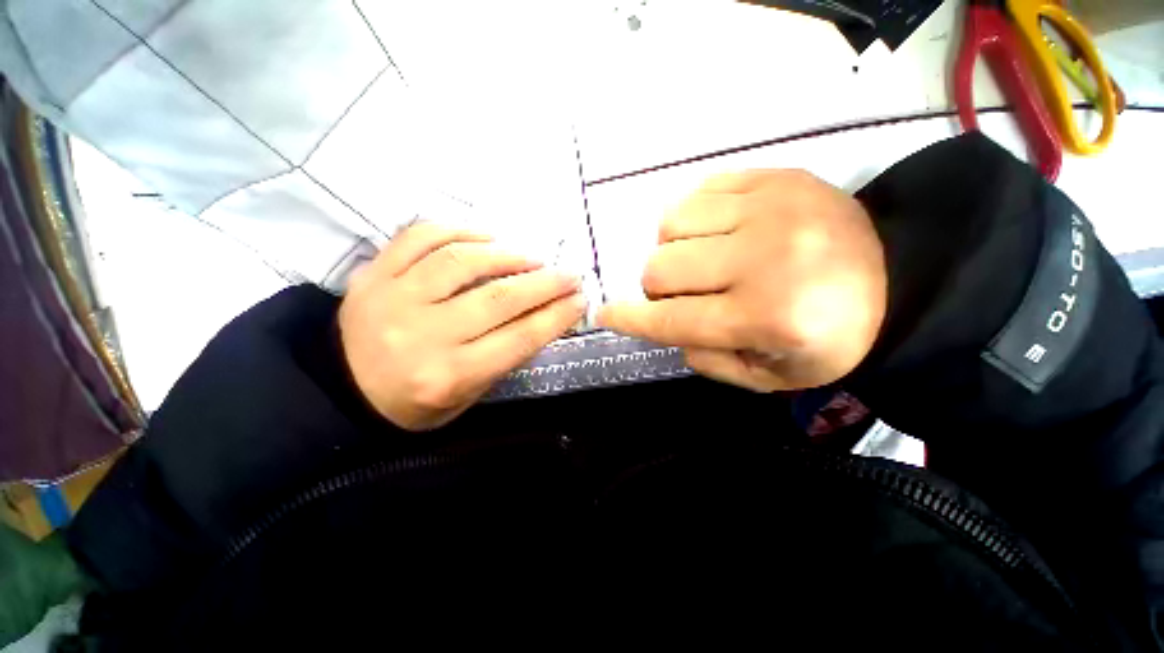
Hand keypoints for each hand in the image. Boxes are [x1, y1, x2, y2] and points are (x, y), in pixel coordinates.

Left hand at [339, 223, 585, 429]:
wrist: (339, 390)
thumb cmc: (411, 402)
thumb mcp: (467, 397)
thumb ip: (505, 357)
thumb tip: (543, 318)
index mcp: (448, 375)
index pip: (518, 339)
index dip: (556, 316)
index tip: (580, 300)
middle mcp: (423, 334)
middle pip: (498, 299)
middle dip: (545, 284)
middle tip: (569, 275)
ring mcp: (394, 297)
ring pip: (462, 262)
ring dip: (508, 255)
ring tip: (532, 258)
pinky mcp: (374, 273)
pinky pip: (420, 237)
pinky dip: (460, 231)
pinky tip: (487, 237)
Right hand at [597, 170, 885, 391]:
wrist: (901, 279)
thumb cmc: (829, 338)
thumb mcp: (767, 376)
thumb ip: (706, 359)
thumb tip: (667, 326)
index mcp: (765, 315)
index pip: (672, 319)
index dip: (630, 319)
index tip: (605, 315)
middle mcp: (763, 257)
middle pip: (661, 268)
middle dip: (658, 288)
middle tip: (684, 293)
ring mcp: (770, 207)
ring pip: (670, 224)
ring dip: (673, 249)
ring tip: (702, 259)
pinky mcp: (775, 176)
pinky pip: (698, 192)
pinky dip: (694, 219)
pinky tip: (719, 232)